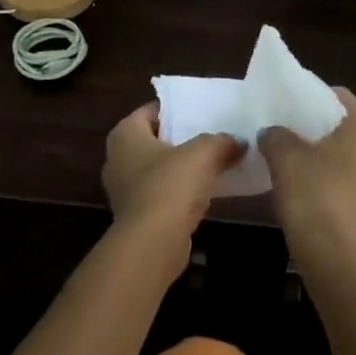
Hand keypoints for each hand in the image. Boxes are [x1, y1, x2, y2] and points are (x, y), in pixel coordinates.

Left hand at [102, 103, 242, 254]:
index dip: (175, 111)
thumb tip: (239, 142)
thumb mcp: (204, 153)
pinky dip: (176, 192)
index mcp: (125, 134)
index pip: (150, 111)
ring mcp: (123, 189)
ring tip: (211, 165)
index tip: (200, 114)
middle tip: (210, 137)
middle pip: (153, 140)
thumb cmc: (171, 185)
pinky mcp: (134, 215)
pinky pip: (159, 194)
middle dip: (179, 140)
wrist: (153, 243)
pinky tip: (201, 194)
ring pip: (156, 169)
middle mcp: (116, 158)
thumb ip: (222, 142)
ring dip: (179, 169)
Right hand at [260, 89, 355, 270]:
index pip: (339, 96)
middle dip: (321, 130)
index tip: (289, 107)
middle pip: (348, 128)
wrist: (335, 258)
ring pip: (353, 157)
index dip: (312, 98)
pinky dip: (336, 182)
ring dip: (329, 158)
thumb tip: (272, 133)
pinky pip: (355, 184)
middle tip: (290, 135)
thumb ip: (276, 135)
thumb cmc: (313, 194)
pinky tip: (310, 192)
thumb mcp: (283, 156)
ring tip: (297, 165)